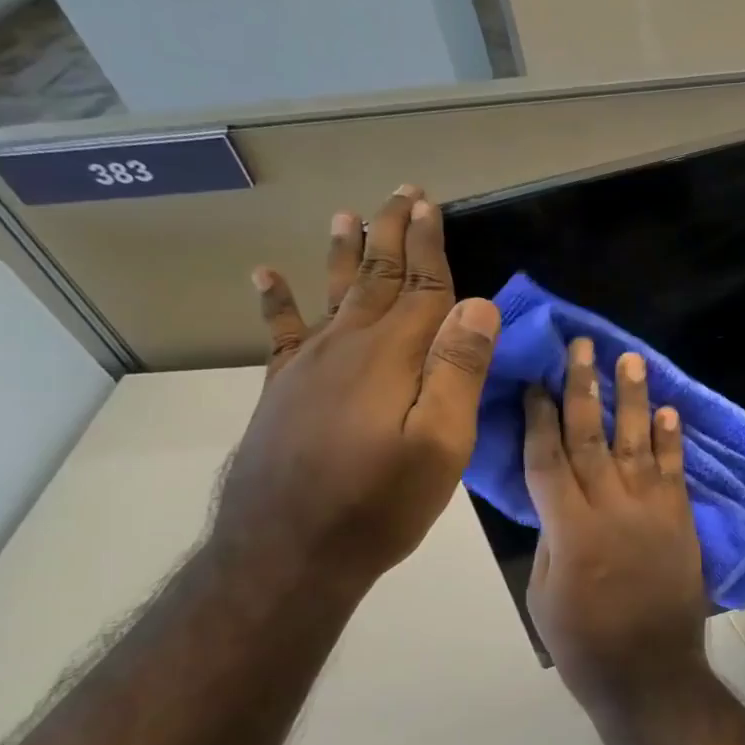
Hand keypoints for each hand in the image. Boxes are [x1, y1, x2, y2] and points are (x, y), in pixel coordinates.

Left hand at [213, 188, 498, 599]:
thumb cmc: (378, 502)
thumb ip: (458, 371)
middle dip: (391, 234)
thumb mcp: (440, 445)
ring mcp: (308, 366)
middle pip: (377, 277)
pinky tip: (267, 275)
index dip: (429, 244)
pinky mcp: (282, 390)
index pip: (422, 286)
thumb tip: (478, 304)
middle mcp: (348, 345)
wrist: (286, 552)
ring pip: (333, 293)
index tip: (431, 205)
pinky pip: (282, 332)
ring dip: (343, 252)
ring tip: (345, 215)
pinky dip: (277, 301)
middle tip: (401, 192)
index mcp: (393, 355)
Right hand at [523, 339, 708, 713]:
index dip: (539, 416)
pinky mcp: (681, 520)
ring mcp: (652, 509)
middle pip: (592, 436)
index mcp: (569, 527)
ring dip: (633, 399)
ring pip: (637, 442)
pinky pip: (675, 471)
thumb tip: (556, 498)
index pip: (548, 457)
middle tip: (581, 347)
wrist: (651, 674)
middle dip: (584, 387)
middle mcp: (611, 506)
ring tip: (630, 360)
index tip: (535, 381)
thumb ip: (552, 536)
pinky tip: (669, 410)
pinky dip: (672, 439)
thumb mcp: (544, 593)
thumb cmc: (585, 643)